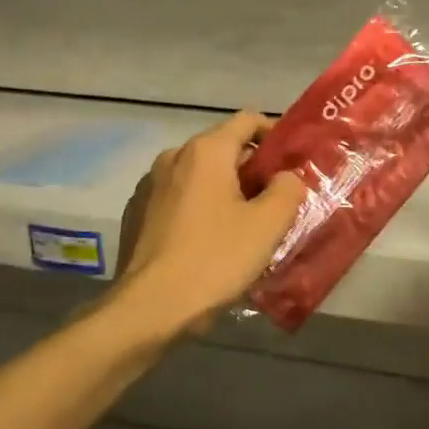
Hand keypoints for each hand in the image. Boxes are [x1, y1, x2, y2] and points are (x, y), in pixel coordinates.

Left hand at [114, 113, 305, 329]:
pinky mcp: (136, 213)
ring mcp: (150, 185)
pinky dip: (199, 207)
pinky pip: (179, 198)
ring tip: (244, 223)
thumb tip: (286, 177)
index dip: (275, 135)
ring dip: (225, 189)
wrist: (149, 309)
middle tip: (275, 200)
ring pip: (200, 175)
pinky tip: (210, 241)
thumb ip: (288, 189)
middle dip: (252, 169)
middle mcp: (174, 157)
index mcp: (206, 151)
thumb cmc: (215, 259)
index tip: (292, 163)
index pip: (248, 120)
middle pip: (223, 148)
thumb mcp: (269, 224)